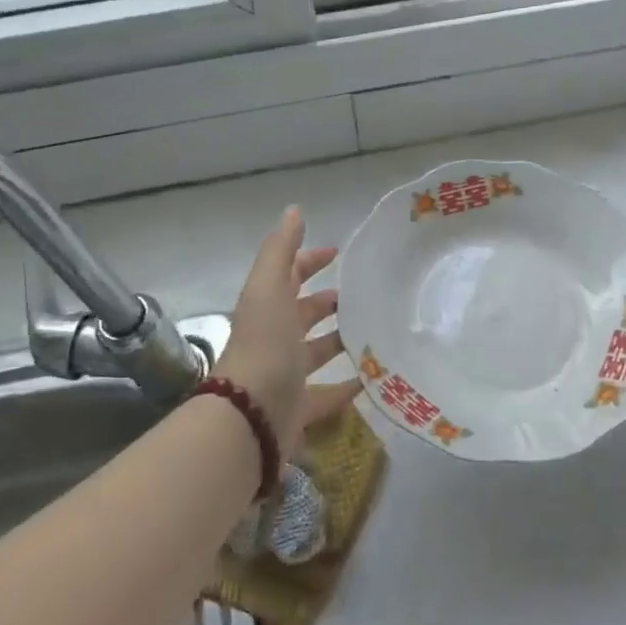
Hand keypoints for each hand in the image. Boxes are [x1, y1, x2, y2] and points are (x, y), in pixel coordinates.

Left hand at [213, 206, 360, 458]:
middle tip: (363, 294)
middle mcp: (274, 339)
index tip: (338, 253)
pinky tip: (374, 379)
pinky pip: (328, 395)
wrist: (250, 415)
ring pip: (316, 353)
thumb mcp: (269, 288)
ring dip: (340, 341)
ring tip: (375, 331)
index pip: (288, 276)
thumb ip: (281, 250)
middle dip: (326, 302)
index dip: (309, 261)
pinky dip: (348, 387)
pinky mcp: (300, 408)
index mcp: (266, 308)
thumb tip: (294, 209)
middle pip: (302, 314)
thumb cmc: (264, 344)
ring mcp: (286, 375)